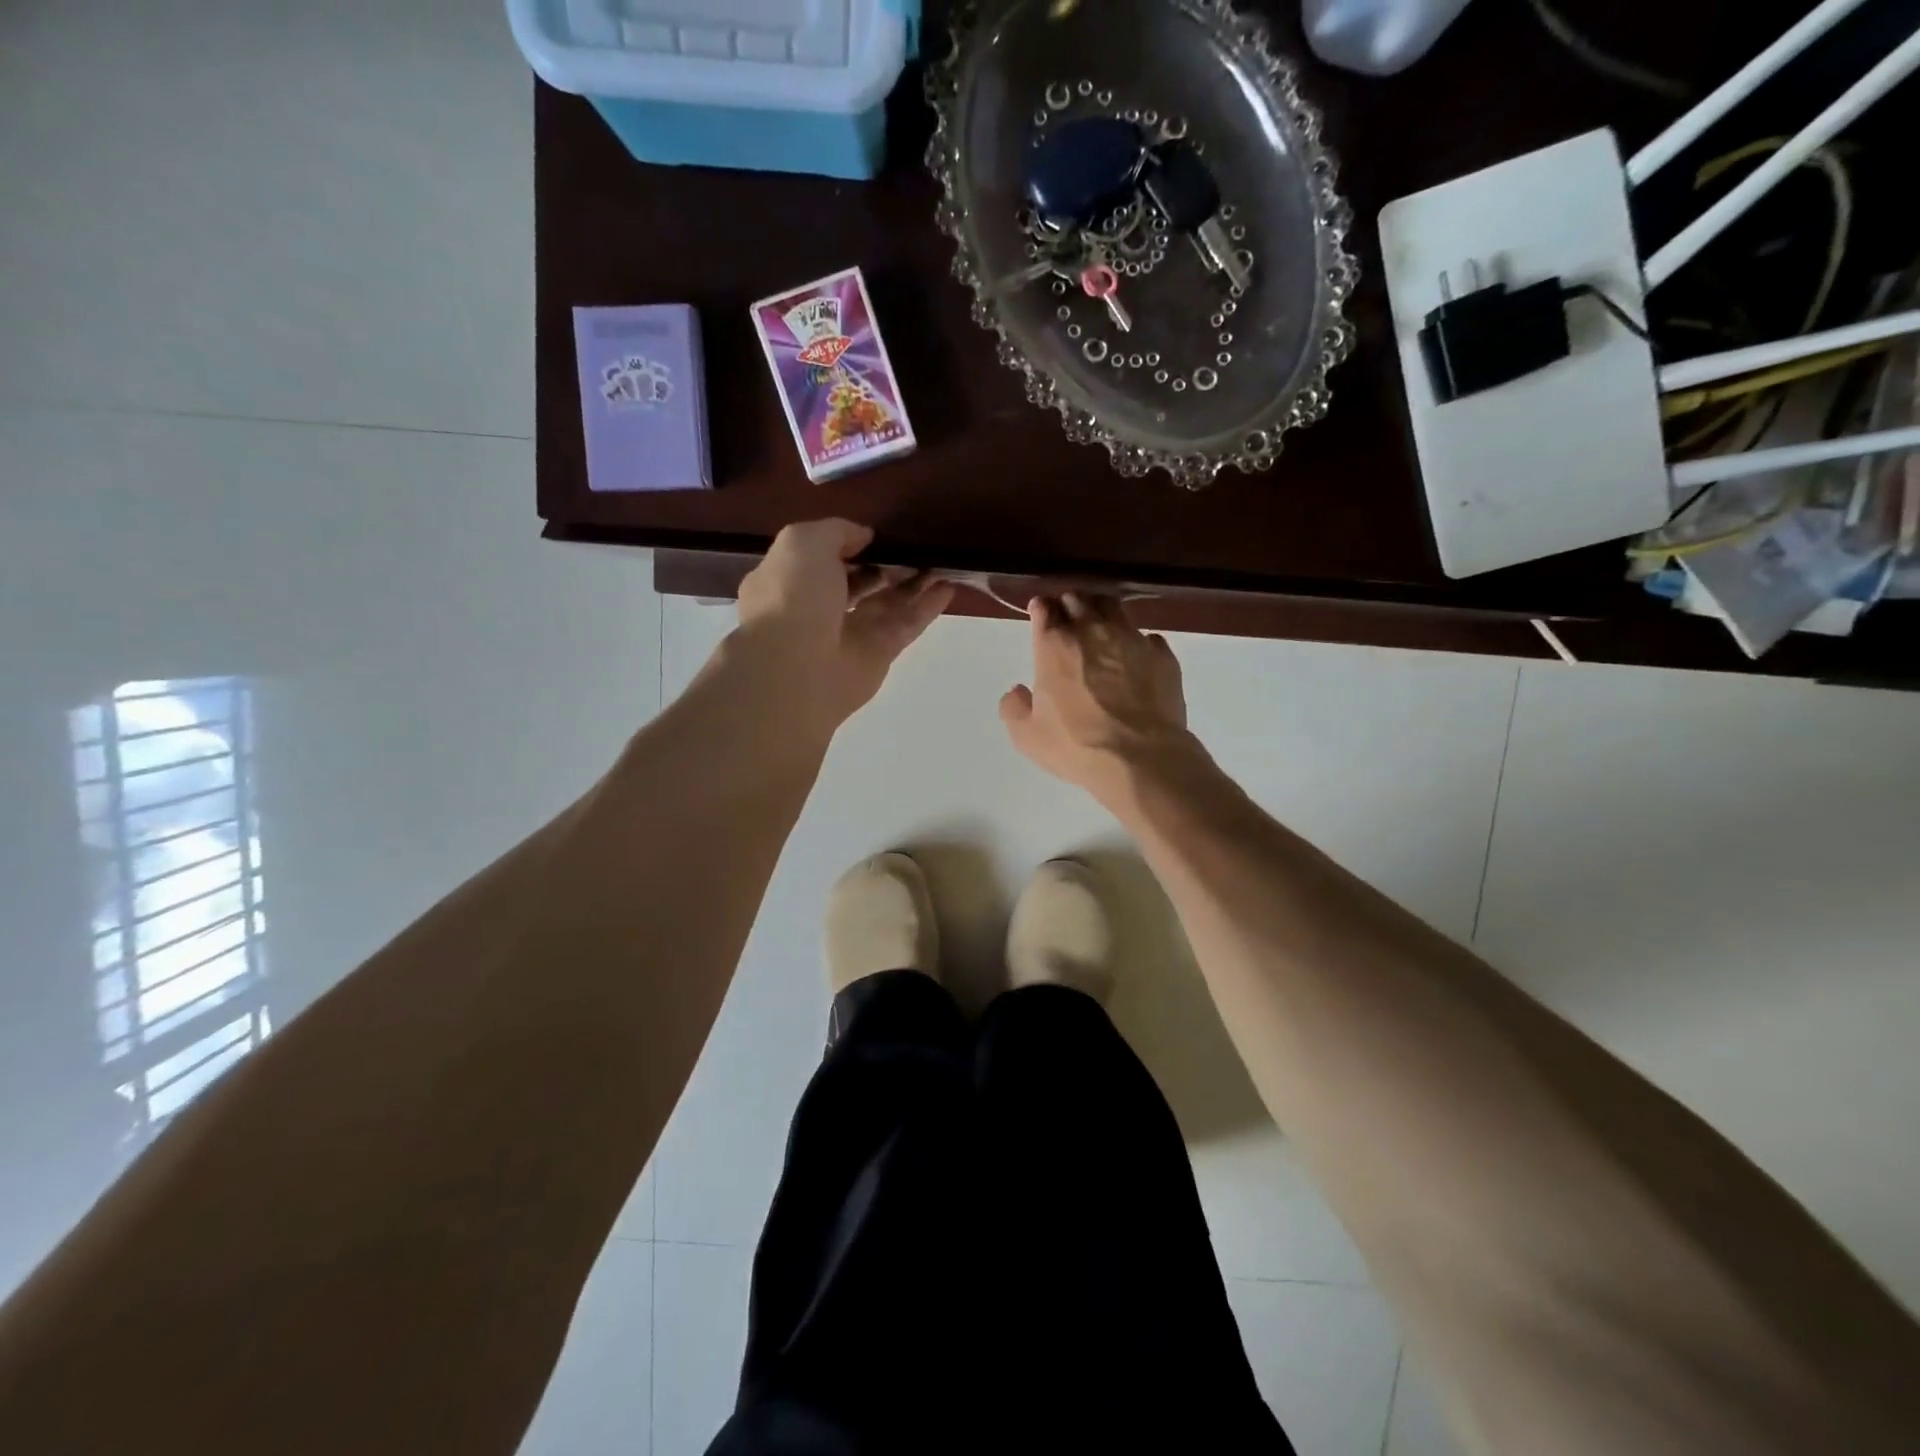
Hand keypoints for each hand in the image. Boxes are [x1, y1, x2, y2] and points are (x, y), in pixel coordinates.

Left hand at [733, 519, 953, 736]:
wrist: (796, 666)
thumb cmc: (791, 597)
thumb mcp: (804, 543)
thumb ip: (836, 532)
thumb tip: (864, 536)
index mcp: (789, 581)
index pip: (822, 560)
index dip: (850, 545)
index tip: (878, 534)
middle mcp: (818, 610)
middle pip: (859, 582)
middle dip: (886, 565)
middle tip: (916, 547)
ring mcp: (849, 635)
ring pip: (887, 604)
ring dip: (913, 583)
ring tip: (941, 562)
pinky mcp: (877, 656)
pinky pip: (904, 625)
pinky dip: (926, 607)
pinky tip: (948, 587)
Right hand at [999, 593, 1193, 800]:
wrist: (1141, 758)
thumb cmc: (1076, 745)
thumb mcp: (1027, 736)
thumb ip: (1014, 708)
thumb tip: (1017, 692)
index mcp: (1055, 645)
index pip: (1044, 609)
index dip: (1041, 609)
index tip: (1040, 614)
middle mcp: (1093, 630)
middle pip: (1079, 600)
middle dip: (1070, 604)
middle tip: (1068, 618)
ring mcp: (1132, 638)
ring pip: (1115, 608)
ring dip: (1103, 612)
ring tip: (1102, 627)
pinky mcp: (1163, 654)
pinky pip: (1147, 636)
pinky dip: (1137, 641)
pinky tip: (1135, 656)